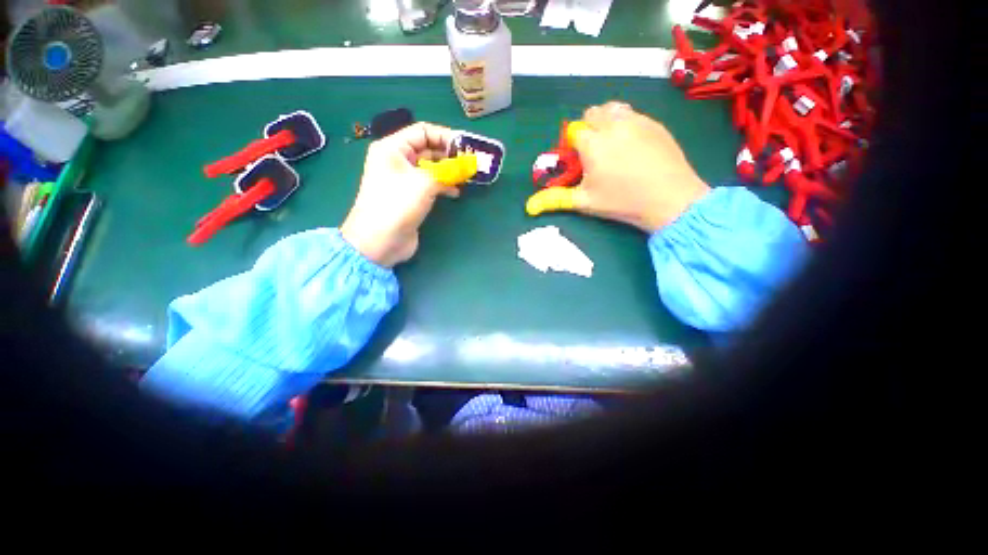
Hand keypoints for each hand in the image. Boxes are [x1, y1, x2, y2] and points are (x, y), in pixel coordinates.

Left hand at [341, 122, 457, 267]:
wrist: (380, 241)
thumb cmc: (397, 205)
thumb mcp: (424, 183)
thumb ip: (448, 171)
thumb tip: (468, 165)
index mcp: (393, 148)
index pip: (423, 132)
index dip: (445, 136)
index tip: (466, 147)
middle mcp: (397, 161)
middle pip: (427, 150)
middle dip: (450, 155)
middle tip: (470, 163)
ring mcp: (404, 181)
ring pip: (430, 169)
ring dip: (448, 172)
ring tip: (466, 177)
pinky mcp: (410, 197)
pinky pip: (430, 185)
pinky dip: (443, 186)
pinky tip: (456, 192)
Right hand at [528, 102, 710, 232]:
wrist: (670, 199)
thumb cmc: (622, 202)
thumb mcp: (584, 202)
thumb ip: (555, 199)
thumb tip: (528, 207)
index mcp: (592, 143)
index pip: (574, 131)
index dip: (573, 146)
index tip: (579, 162)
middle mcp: (613, 124)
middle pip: (592, 114)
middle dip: (588, 130)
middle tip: (594, 153)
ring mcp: (637, 120)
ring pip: (613, 109)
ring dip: (606, 122)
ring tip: (612, 145)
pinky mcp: (655, 122)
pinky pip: (633, 114)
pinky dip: (626, 124)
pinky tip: (633, 146)